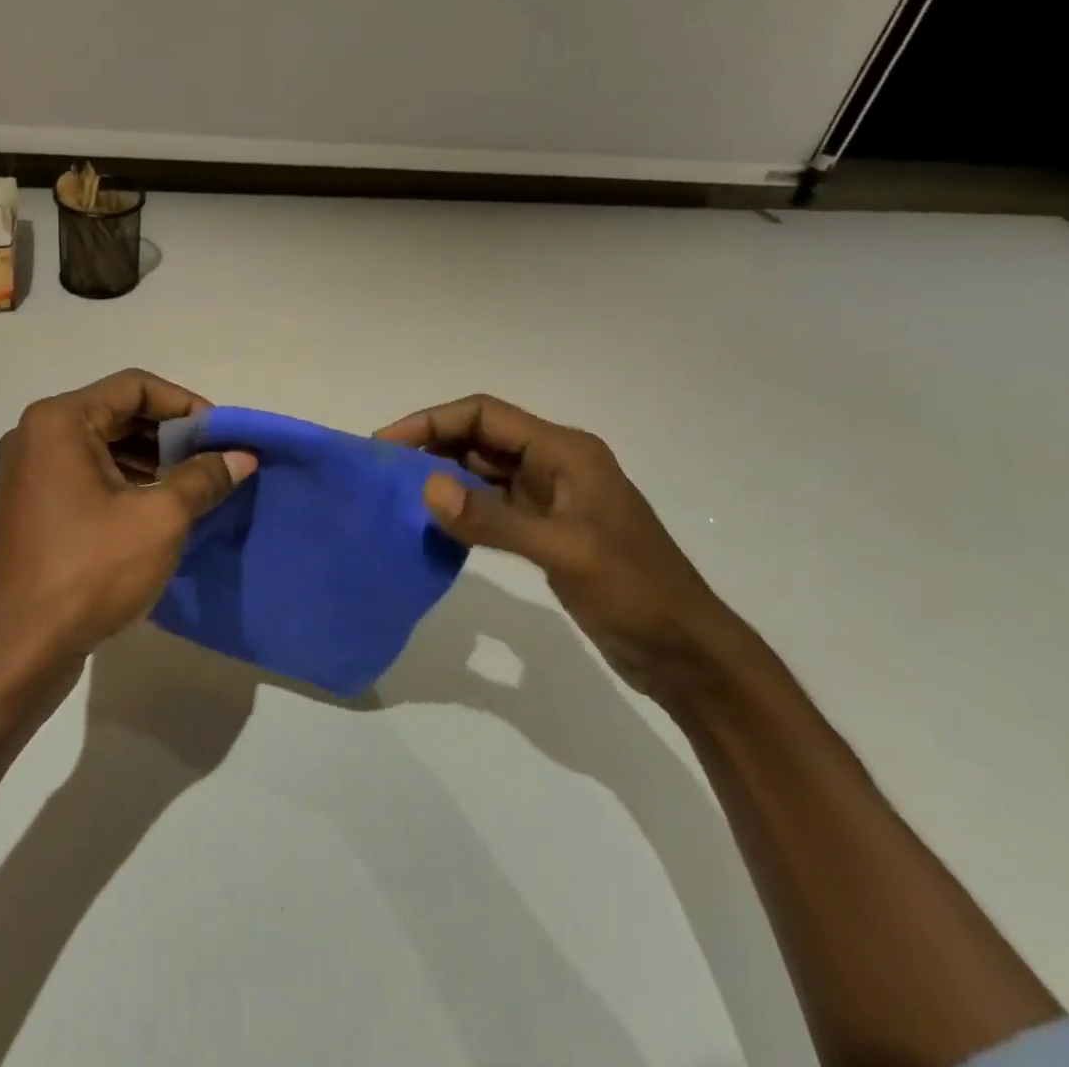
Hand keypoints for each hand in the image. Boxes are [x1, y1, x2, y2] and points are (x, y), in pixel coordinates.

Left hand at [0, 370, 255, 672]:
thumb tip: (242, 456)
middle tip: (212, 462)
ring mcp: (28, 473)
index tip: (221, 435)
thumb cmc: (88, 572)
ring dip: (150, 460)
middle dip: (170, 435)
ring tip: (193, 488)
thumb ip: (203, 478)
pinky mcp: (30, 507)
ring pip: (102, 446)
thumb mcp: (159, 519)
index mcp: (60, 422)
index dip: (185, 404)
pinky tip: (157, 511)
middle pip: (117, 413)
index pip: (135, 386)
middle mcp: (36, 436)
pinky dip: (124, 482)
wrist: (15, 653)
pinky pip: (85, 476)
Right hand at [377, 395, 741, 699]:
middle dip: (431, 446)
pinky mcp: (545, 529)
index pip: (486, 415)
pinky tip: (433, 525)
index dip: (433, 421)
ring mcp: (550, 497)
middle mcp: (555, 463)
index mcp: (565, 451)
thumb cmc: (635, 591)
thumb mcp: (565, 551)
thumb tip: (427, 489)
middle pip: (480, 438)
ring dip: (443, 477)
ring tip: (397, 495)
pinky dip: (461, 508)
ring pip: (483, 471)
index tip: (387, 444)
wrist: (685, 653)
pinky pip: (491, 505)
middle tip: (383, 470)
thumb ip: (494, 519)